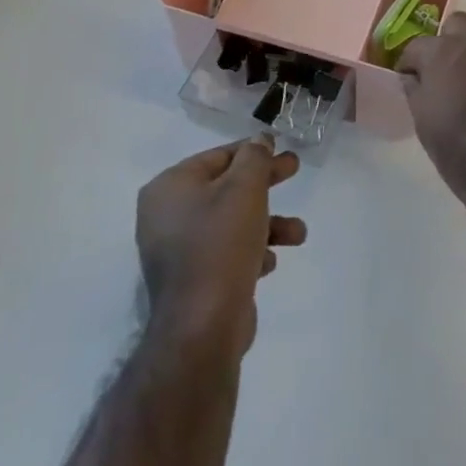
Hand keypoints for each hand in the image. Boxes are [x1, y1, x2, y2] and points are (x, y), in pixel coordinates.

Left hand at [136, 137, 306, 361]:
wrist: (203, 325)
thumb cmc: (222, 243)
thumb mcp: (245, 188)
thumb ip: (255, 157)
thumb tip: (259, 140)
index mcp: (170, 187)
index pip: (217, 156)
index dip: (252, 150)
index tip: (280, 148)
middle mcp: (167, 215)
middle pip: (225, 187)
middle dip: (264, 183)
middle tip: (295, 170)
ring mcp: (178, 250)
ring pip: (231, 221)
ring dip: (267, 223)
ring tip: (298, 234)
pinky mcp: (193, 279)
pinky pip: (226, 252)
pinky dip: (251, 251)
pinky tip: (269, 262)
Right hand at [396, 13, 465, 205]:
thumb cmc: (463, 153)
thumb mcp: (425, 125)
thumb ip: (416, 91)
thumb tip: (414, 77)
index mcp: (444, 53)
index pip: (418, 46)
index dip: (413, 64)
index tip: (413, 80)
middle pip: (459, 26)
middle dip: (452, 45)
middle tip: (453, 76)